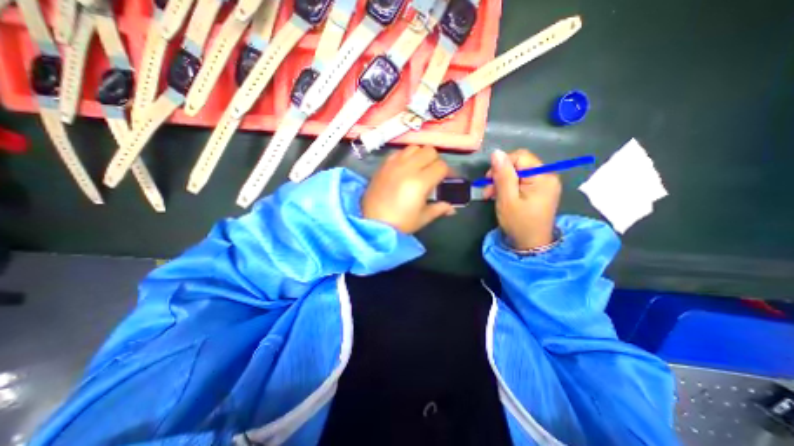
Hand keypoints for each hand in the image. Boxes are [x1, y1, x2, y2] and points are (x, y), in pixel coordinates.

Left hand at [362, 147, 455, 236]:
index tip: (447, 180)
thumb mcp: (422, 218)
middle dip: (435, 161)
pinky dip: (406, 156)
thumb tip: (452, 209)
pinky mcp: (383, 165)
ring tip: (419, 169)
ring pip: (414, 147)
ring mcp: (394, 164)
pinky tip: (404, 169)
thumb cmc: (400, 223)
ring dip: (421, 155)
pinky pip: (399, 152)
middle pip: (429, 151)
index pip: (441, 166)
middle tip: (433, 174)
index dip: (448, 172)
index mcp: (420, 182)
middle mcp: (408, 168)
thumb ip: (439, 209)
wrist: (371, 222)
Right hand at [480, 148, 560, 246]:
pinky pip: (523, 180)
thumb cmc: (518, 222)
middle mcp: (548, 175)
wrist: (531, 244)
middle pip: (519, 164)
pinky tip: (502, 196)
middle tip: (488, 191)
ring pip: (519, 172)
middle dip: (500, 175)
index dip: (502, 165)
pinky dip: (510, 186)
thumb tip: (496, 152)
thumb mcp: (506, 199)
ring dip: (502, 181)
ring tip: (492, 196)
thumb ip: (502, 175)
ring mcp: (546, 183)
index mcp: (542, 176)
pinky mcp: (541, 190)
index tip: (489, 180)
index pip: (519, 156)